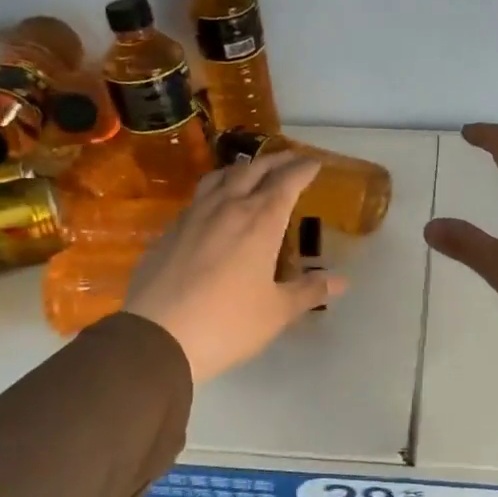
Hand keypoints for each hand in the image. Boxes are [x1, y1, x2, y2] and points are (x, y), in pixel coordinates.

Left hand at [124, 153, 345, 382]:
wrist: (157, 337)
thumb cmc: (227, 323)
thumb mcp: (276, 311)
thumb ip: (308, 291)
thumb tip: (341, 282)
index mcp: (259, 222)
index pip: (286, 182)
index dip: (303, 169)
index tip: (315, 163)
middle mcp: (227, 208)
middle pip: (254, 169)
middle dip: (277, 160)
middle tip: (292, 159)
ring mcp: (194, 216)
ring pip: (221, 177)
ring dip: (243, 168)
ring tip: (253, 171)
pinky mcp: (170, 231)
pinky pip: (199, 197)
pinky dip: (216, 189)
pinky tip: (217, 205)